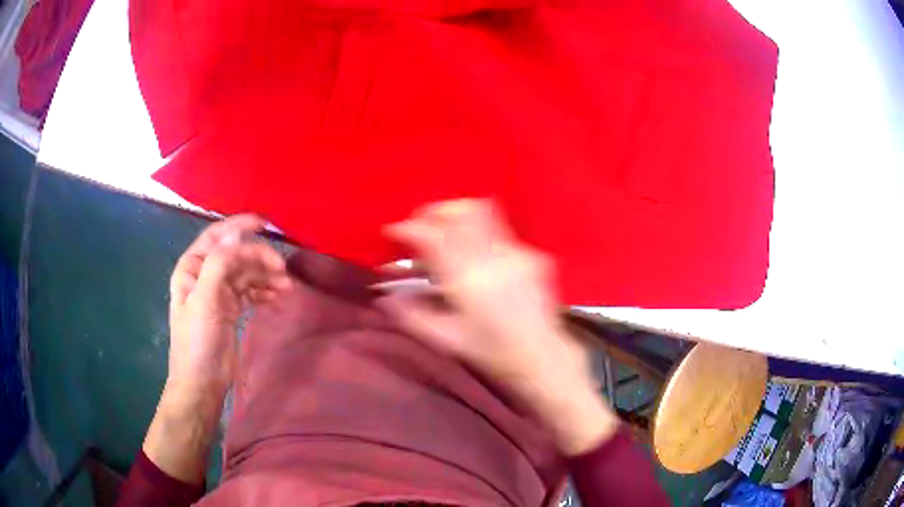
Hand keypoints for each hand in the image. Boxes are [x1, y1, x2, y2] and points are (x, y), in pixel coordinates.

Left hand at [145, 214, 290, 483]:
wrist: (202, 382)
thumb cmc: (197, 341)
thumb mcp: (204, 300)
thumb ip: (219, 264)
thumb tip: (238, 235)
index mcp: (192, 266)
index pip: (217, 236)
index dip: (240, 225)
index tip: (266, 224)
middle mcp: (205, 274)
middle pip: (236, 255)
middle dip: (259, 258)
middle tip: (283, 269)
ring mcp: (219, 292)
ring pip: (246, 273)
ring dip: (266, 276)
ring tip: (286, 287)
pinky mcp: (231, 308)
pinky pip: (251, 291)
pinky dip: (264, 291)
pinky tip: (277, 298)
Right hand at [381, 200, 618, 454]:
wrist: (542, 356)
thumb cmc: (492, 352)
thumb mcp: (446, 340)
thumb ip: (412, 315)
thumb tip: (386, 296)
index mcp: (469, 281)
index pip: (433, 237)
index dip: (409, 228)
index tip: (395, 231)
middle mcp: (494, 258)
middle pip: (459, 213)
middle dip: (433, 212)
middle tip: (419, 224)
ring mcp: (517, 253)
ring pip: (483, 212)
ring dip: (456, 214)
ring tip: (443, 228)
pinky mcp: (532, 254)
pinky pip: (499, 230)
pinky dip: (478, 231)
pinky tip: (474, 251)